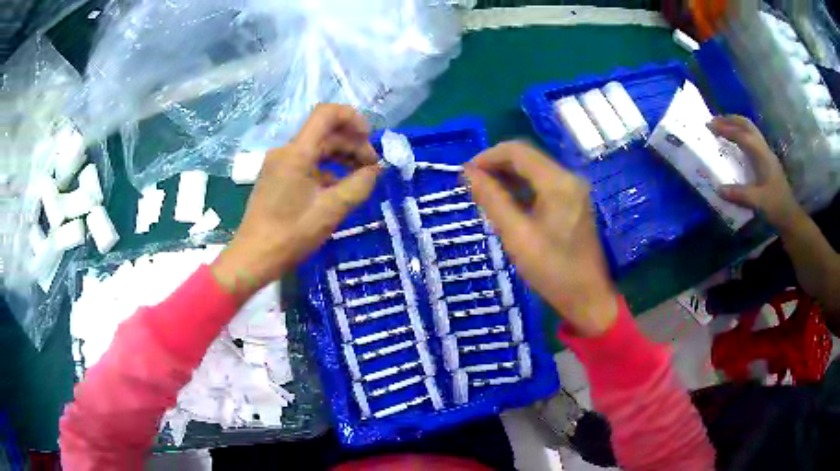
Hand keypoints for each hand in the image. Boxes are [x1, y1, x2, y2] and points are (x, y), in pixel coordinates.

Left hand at [213, 104, 381, 300]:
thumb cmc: (291, 234)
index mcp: (297, 152)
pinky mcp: (277, 177)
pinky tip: (339, 189)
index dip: (352, 118)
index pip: (326, 113)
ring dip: (341, 157)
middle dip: (352, 145)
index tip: (369, 139)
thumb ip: (359, 185)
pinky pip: (307, 164)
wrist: (254, 256)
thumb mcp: (331, 210)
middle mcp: (286, 151)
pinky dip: (327, 170)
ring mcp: (280, 164)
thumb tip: (375, 171)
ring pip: (317, 149)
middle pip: (325, 133)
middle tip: (372, 169)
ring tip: (360, 178)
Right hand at [464, 142, 616, 336]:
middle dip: (496, 166)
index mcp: (558, 183)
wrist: (587, 298)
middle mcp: (568, 178)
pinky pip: (542, 186)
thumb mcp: (517, 236)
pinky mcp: (573, 203)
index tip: (465, 174)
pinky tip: (506, 205)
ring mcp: (573, 191)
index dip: (487, 157)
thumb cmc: (553, 270)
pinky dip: (521, 189)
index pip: (517, 151)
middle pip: (527, 158)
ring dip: (507, 177)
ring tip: (483, 195)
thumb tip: (468, 173)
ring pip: (534, 171)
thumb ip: (492, 200)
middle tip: (471, 185)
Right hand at [710, 115, 804, 229]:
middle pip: (747, 126)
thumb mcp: (758, 202)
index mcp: (763, 156)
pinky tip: (736, 141)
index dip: (726, 129)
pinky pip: (753, 140)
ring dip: (736, 124)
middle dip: (731, 120)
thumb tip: (718, 188)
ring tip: (723, 126)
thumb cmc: (776, 207)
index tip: (710, 126)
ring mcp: (767, 155)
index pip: (742, 136)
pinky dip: (741, 134)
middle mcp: (765, 150)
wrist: (790, 217)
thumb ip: (739, 194)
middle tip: (714, 120)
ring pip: (751, 130)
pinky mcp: (767, 161)